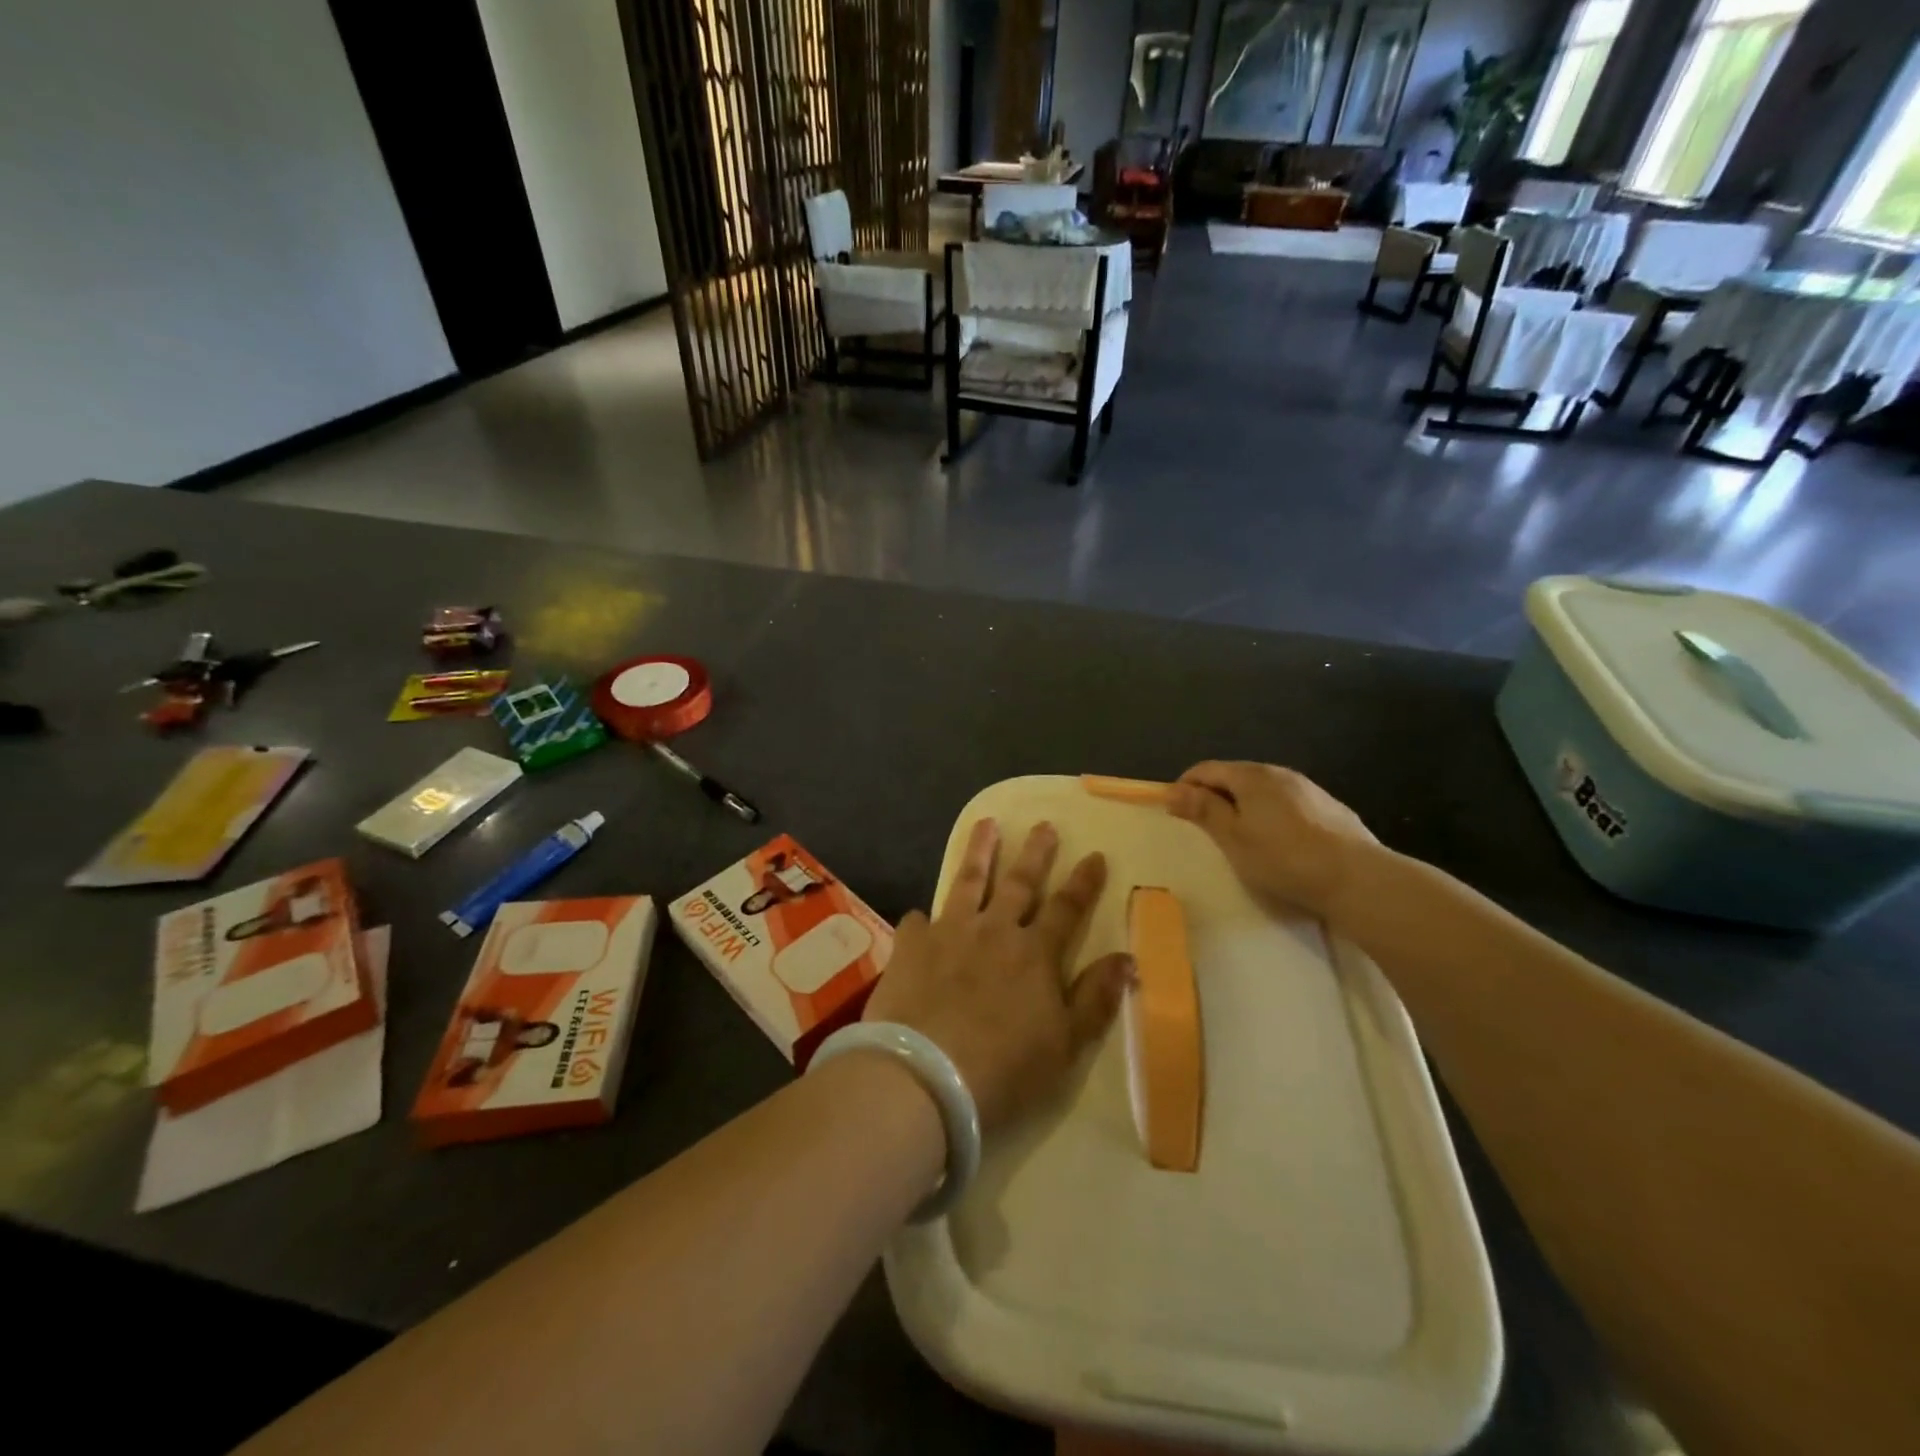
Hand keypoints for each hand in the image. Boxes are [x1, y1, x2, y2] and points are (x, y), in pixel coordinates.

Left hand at [863, 820, 1131, 1129]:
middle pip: (1019, 883)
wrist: (926, 1076)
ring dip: (980, 852)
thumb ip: (1095, 998)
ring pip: (968, 882)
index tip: (1095, 854)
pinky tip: (920, 916)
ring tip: (986, 824)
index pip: (1066, 908)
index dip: (1083, 882)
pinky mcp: (911, 947)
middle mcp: (994, 931)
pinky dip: (923, 918)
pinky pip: (918, 922)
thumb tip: (1127, 958)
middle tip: (1044, 825)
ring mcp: (949, 933)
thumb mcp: (1065, 1044)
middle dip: (1035, 853)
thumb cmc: (1005, 1069)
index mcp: (1035, 953)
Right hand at [1167, 762, 1378, 922]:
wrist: (1357, 879)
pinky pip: (1289, 806)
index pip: (1207, 769)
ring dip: (1245, 807)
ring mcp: (1310, 790)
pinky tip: (1280, 844)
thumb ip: (1204, 810)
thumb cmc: (1283, 858)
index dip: (1186, 786)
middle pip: (1236, 777)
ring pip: (1265, 791)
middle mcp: (1280, 773)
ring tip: (1241, 838)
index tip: (1175, 811)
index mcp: (1252, 776)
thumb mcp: (1233, 838)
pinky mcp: (1331, 810)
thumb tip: (1173, 790)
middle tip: (1205, 828)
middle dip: (1215, 796)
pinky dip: (1272, 816)